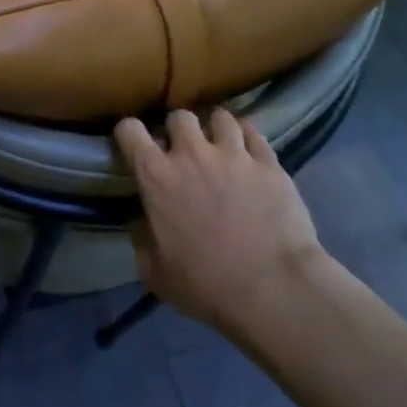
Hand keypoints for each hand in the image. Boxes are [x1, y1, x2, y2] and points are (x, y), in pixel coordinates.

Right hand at [114, 108, 326, 333]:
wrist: (276, 291)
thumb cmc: (208, 286)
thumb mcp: (155, 273)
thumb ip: (142, 239)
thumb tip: (142, 222)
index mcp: (156, 176)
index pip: (129, 129)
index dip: (129, 135)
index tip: (136, 148)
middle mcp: (191, 153)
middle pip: (179, 116)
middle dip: (179, 130)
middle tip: (186, 152)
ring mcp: (233, 154)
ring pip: (219, 116)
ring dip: (215, 128)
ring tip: (221, 145)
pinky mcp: (269, 162)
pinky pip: (253, 132)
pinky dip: (247, 138)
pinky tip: (249, 152)